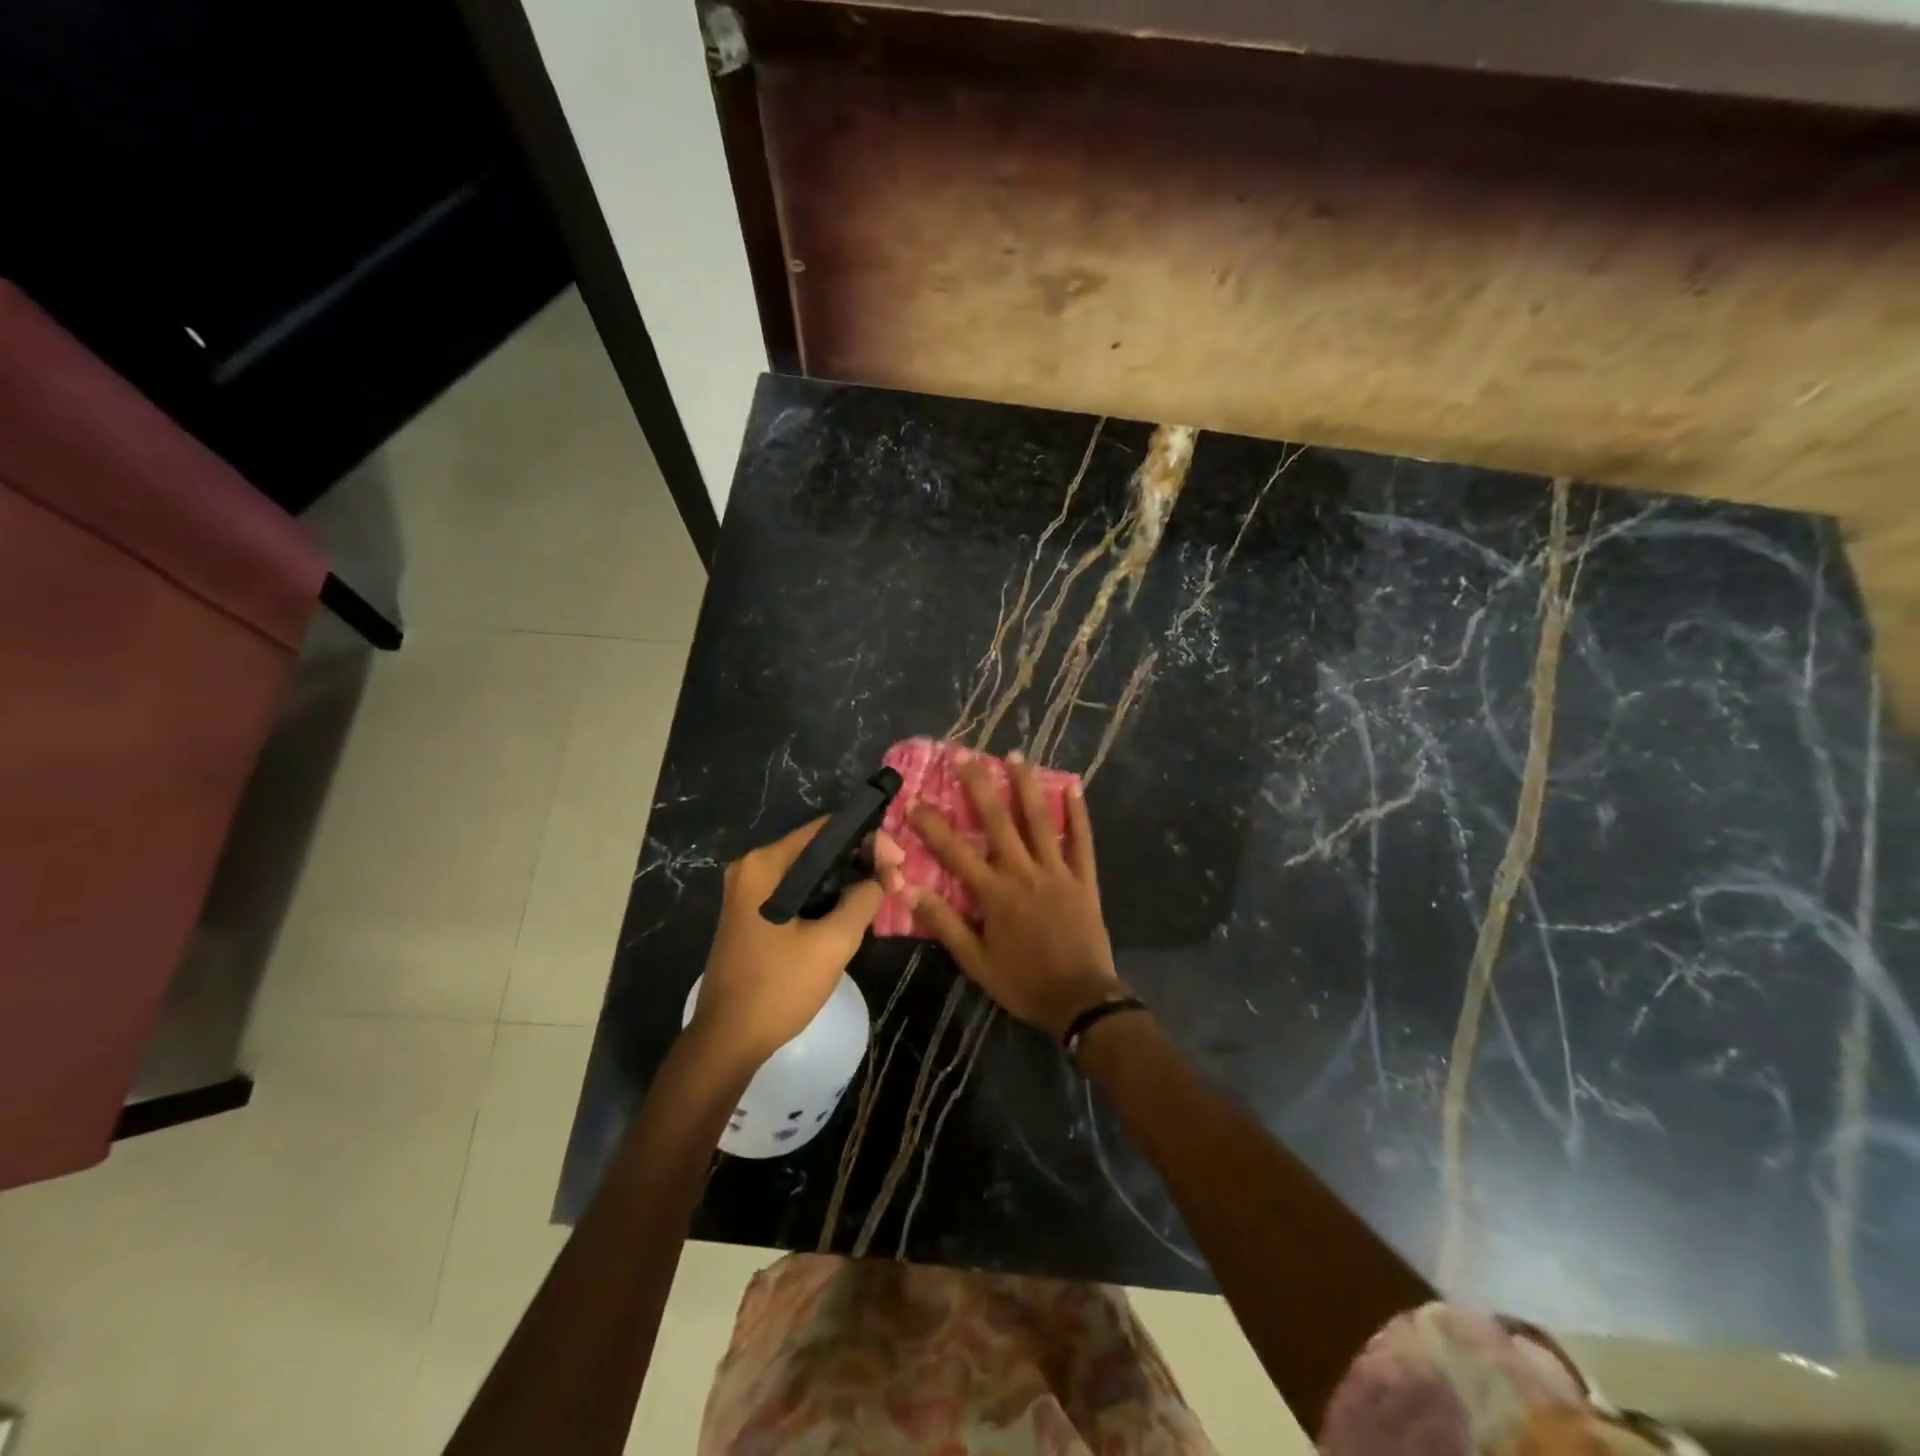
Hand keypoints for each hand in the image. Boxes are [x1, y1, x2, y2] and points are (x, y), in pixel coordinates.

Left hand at [692, 819, 905, 1067]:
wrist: (727, 1041)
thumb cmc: (779, 987)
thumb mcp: (833, 942)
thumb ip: (863, 900)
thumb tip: (882, 878)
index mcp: (765, 864)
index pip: (827, 830)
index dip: (869, 839)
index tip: (898, 863)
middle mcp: (752, 868)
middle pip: (818, 849)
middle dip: (860, 861)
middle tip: (895, 881)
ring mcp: (747, 892)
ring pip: (809, 873)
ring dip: (844, 881)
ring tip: (881, 895)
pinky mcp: (750, 914)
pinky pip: (795, 892)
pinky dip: (824, 897)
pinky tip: (850, 912)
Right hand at [908, 750, 1120, 1038]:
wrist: (1080, 1000)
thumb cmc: (1023, 983)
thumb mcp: (975, 961)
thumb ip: (944, 923)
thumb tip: (909, 890)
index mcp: (994, 893)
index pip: (954, 852)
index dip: (931, 825)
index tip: (913, 798)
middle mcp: (1023, 872)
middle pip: (997, 822)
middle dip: (978, 786)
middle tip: (965, 755)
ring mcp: (1057, 872)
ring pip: (1039, 821)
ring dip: (1026, 786)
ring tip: (1015, 754)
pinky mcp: (1084, 879)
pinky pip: (1081, 841)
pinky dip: (1078, 813)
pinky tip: (1073, 786)